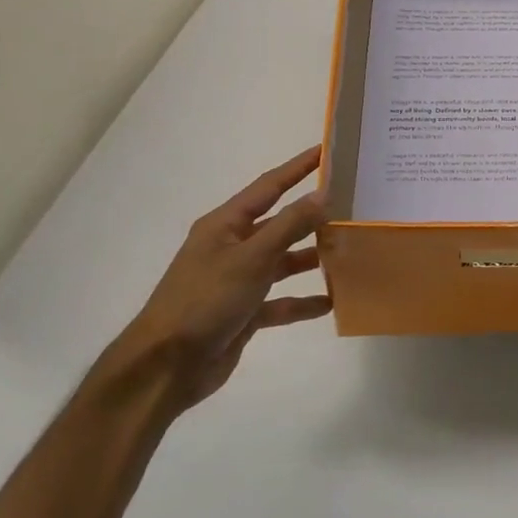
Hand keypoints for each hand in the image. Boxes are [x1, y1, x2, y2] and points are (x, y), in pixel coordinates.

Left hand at [112, 146, 331, 413]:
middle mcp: (231, 248)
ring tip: (347, 253)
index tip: (326, 151)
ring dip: (310, 259)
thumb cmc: (205, 300)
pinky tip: (330, 302)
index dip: (297, 168)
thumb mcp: (251, 258)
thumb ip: (288, 226)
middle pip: (279, 224)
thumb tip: (322, 196)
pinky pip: (280, 301)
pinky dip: (302, 302)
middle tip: (350, 207)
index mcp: (225, 225)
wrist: (167, 366)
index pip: (268, 187)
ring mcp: (237, 281)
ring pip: (282, 262)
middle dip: (311, 217)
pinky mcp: (244, 313)